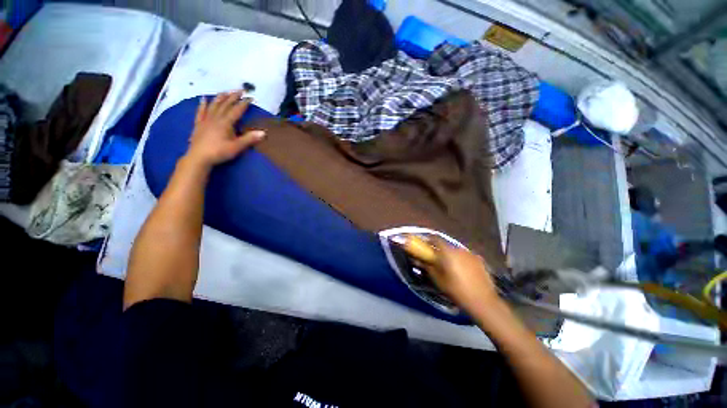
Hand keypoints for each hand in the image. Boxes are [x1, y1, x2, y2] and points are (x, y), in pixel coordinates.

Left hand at [185, 91, 264, 168]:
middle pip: (225, 105)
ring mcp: (206, 120)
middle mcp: (216, 118)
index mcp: (225, 123)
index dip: (244, 103)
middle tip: (240, 90)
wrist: (199, 157)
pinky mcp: (199, 124)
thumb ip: (249, 139)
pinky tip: (204, 99)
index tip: (250, 97)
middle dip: (233, 97)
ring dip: (220, 98)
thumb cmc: (219, 152)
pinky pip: (201, 112)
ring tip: (225, 91)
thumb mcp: (237, 147)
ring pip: (214, 105)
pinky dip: (203, 104)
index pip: (236, 110)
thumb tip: (263, 133)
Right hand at [425, 238, 501, 312]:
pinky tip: (464, 271)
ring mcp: (471, 254)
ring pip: (457, 251)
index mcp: (447, 252)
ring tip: (452, 267)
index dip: (429, 240)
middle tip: (437, 260)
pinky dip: (463, 260)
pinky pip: (467, 257)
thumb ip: (427, 267)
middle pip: (446, 245)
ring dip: (452, 256)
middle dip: (440, 251)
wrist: (483, 301)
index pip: (435, 238)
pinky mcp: (480, 260)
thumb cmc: (456, 290)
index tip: (425, 246)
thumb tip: (417, 260)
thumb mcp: (438, 280)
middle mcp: (459, 249)